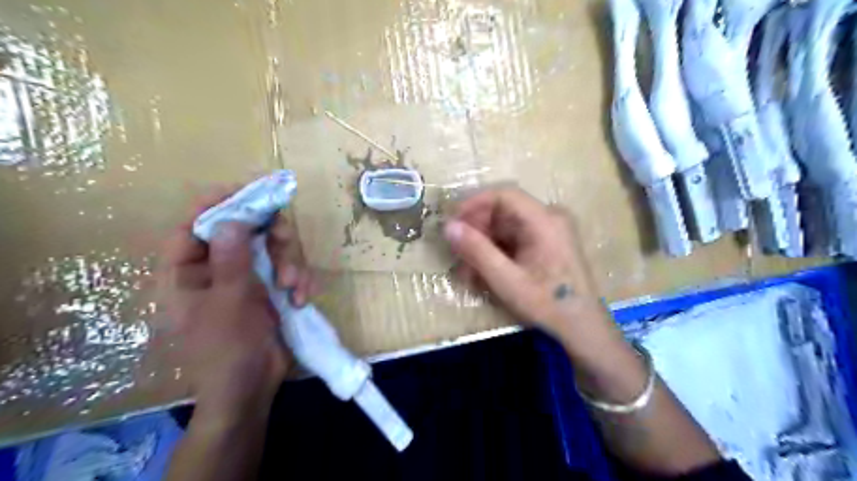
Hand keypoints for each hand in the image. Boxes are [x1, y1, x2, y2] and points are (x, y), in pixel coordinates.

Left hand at [159, 190, 317, 418]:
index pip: (197, 222)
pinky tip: (302, 299)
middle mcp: (218, 266)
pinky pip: (290, 267)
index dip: (221, 202)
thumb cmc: (226, 350)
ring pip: (274, 246)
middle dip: (272, 238)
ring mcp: (248, 276)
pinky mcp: (272, 286)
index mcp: (189, 270)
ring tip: (295, 287)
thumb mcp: (228, 304)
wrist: (252, 387)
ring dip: (291, 263)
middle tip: (285, 247)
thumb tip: (234, 219)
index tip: (253, 191)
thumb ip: (231, 260)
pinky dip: (300, 280)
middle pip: (247, 228)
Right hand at [442, 187, 608, 340]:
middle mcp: (549, 218)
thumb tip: (448, 226)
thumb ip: (477, 250)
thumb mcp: (506, 279)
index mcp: (544, 220)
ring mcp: (549, 232)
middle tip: (456, 251)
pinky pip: (515, 240)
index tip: (452, 222)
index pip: (504, 195)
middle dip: (476, 229)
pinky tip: (483, 272)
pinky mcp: (547, 245)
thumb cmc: (546, 303)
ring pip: (506, 227)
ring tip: (467, 269)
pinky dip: (496, 253)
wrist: (582, 328)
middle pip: (504, 211)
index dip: (474, 203)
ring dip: (483, 245)